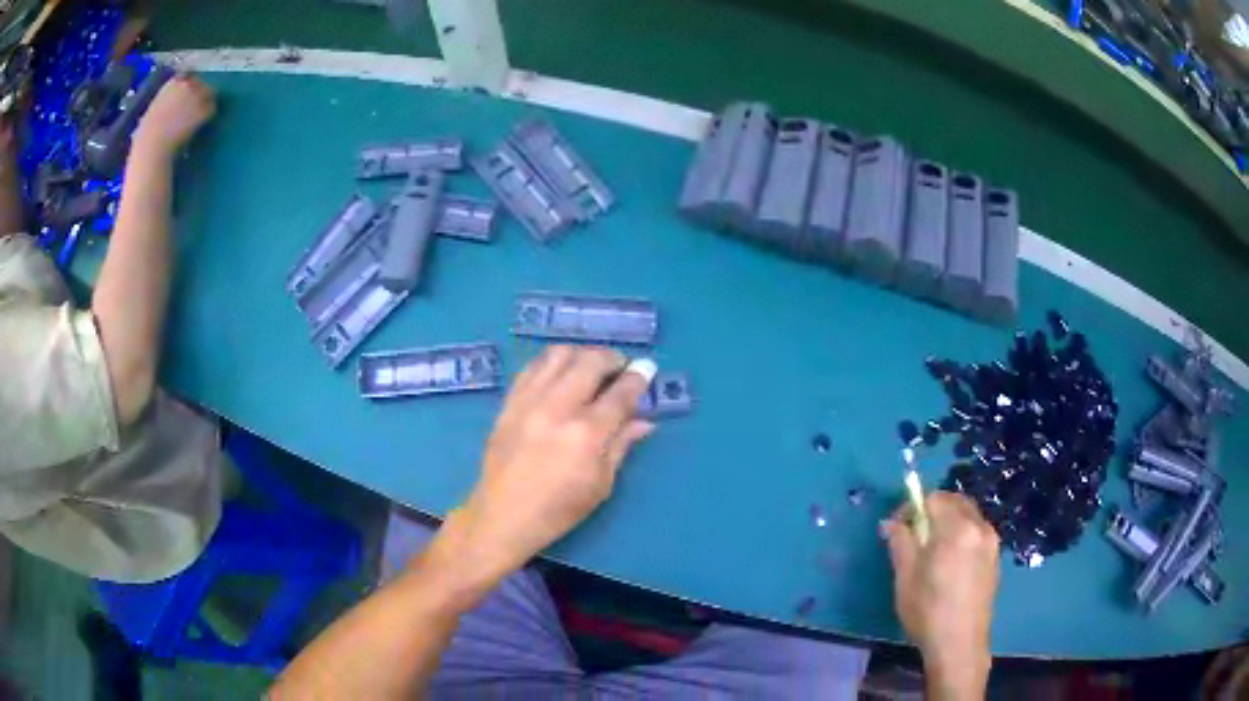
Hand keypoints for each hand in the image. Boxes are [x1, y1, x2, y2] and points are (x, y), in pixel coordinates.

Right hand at [133, 73, 215, 155]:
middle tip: (194, 108)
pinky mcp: (202, 109)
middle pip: (200, 83)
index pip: (187, 77)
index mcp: (172, 82)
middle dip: (198, 94)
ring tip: (198, 116)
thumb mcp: (152, 110)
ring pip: (210, 93)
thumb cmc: (146, 134)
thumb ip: (163, 102)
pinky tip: (200, 124)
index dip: (188, 88)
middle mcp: (186, 84)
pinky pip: (211, 108)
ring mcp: (196, 95)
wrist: (152, 146)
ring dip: (206, 102)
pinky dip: (208, 115)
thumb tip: (167, 105)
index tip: (185, 98)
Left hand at [439, 346, 655, 593]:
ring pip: (559, 354)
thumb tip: (645, 421)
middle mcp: (558, 408)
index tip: (648, 368)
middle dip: (612, 358)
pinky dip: (553, 363)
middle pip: (590, 361)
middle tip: (620, 368)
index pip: (620, 393)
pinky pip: (533, 366)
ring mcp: (529, 401)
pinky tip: (561, 374)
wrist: (503, 516)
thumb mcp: (601, 484)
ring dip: (581, 354)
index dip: (639, 377)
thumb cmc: (559, 509)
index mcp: (587, 434)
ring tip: (590, 367)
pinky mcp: (509, 402)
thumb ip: (622, 445)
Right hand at [882, 491, 999, 699]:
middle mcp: (979, 526)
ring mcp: (991, 541)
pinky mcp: (995, 556)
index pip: (934, 498)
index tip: (898, 527)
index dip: (913, 507)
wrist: (960, 644)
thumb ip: (900, 542)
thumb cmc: (928, 611)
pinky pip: (977, 531)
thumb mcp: (905, 578)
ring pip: (968, 515)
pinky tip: (950, 561)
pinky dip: (962, 533)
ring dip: (949, 520)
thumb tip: (892, 522)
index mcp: (957, 528)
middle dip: (933, 509)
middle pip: (955, 501)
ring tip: (932, 549)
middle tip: (914, 534)